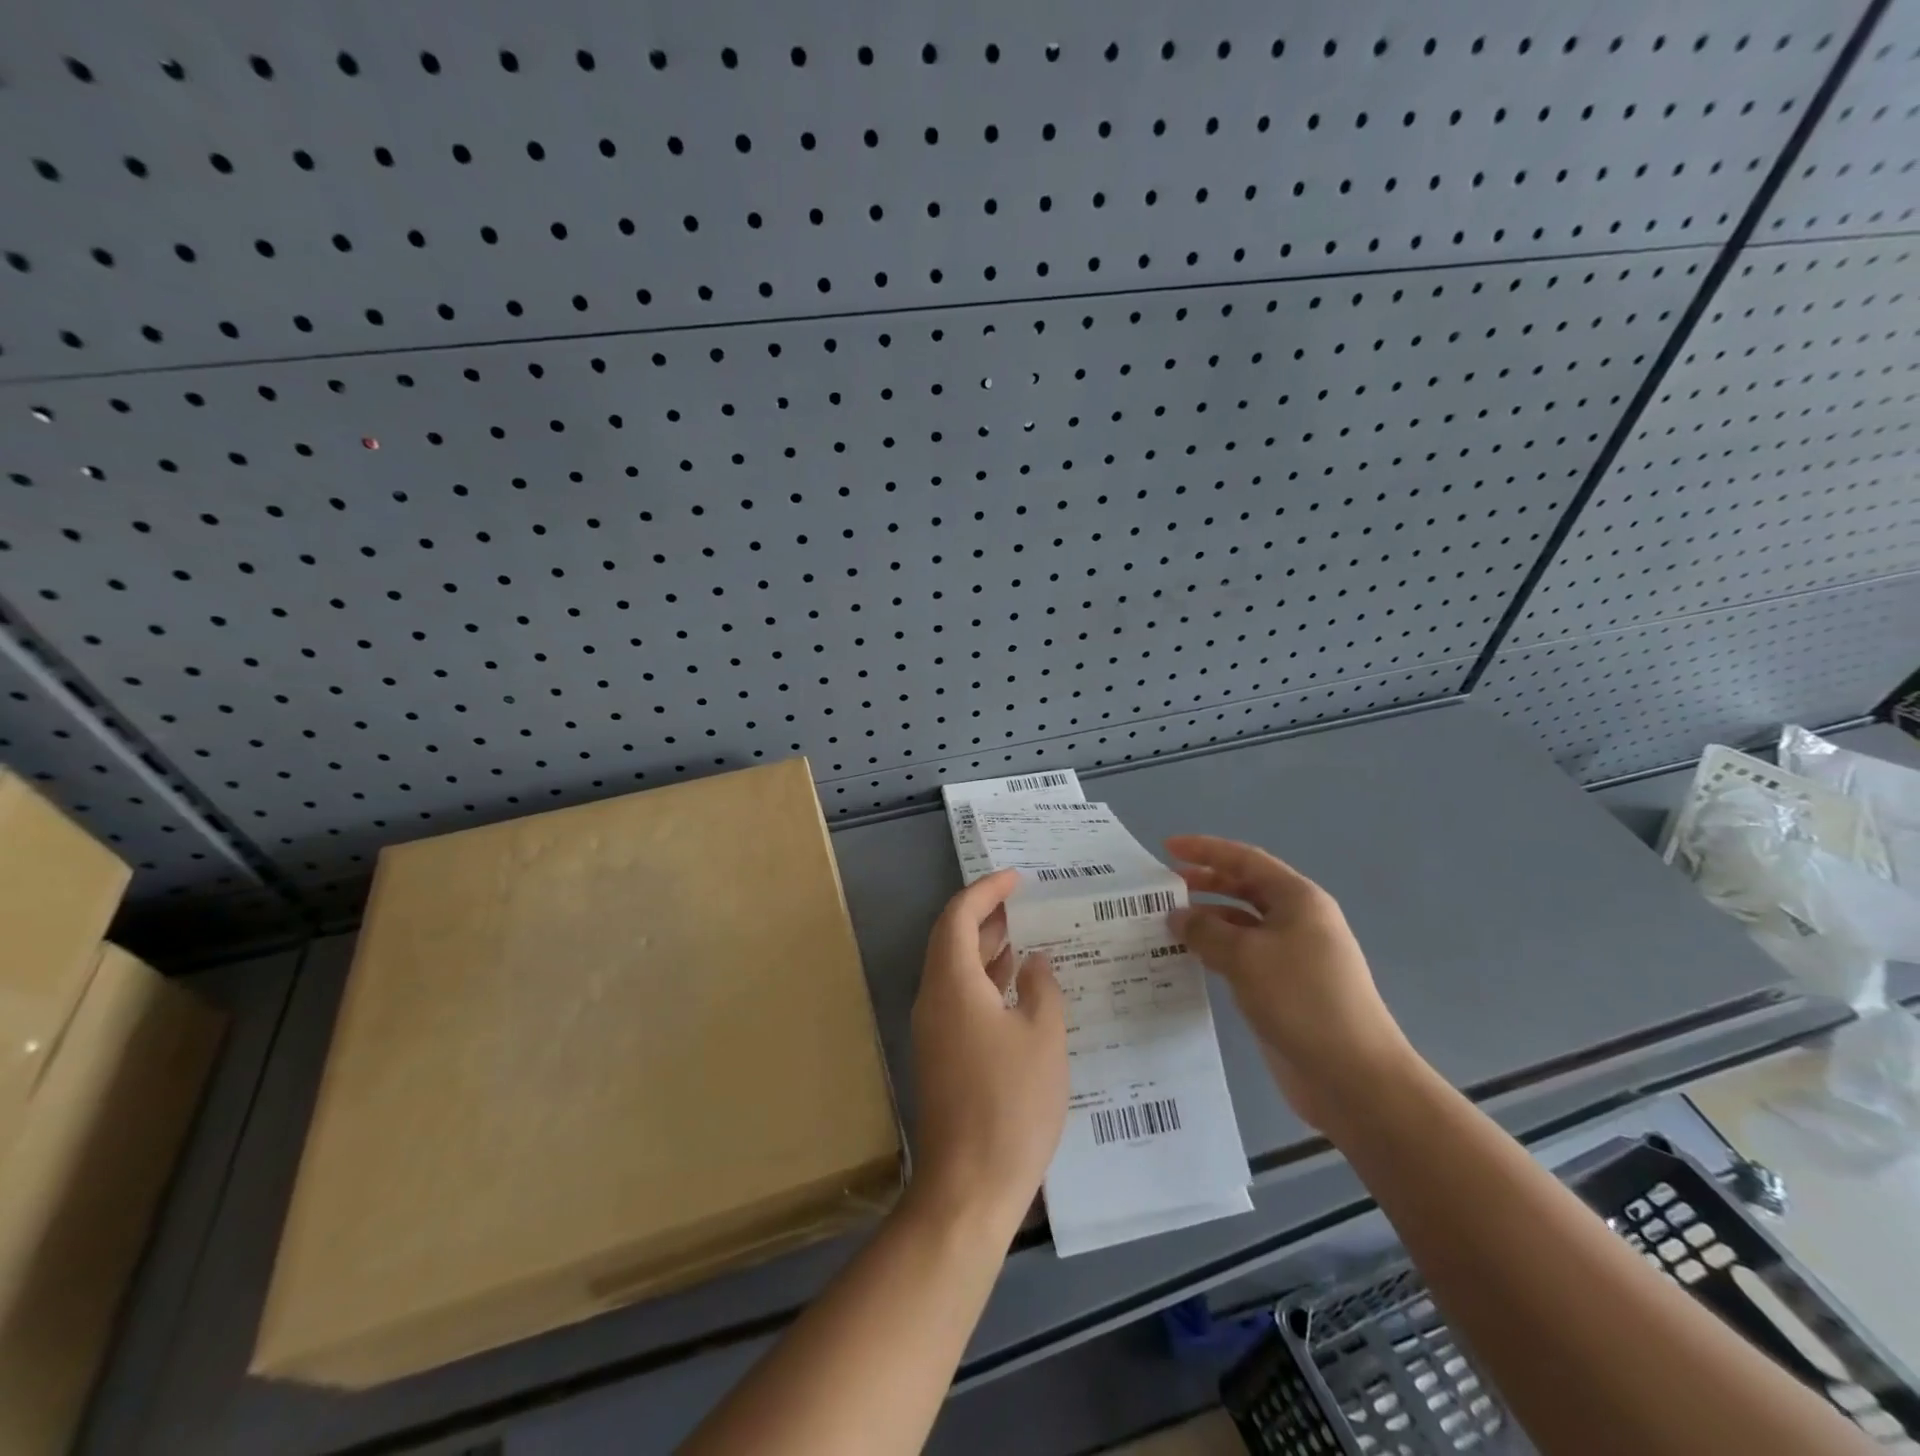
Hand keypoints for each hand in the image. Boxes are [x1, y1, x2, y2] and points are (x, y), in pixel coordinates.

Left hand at [909, 869, 1068, 1231]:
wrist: (968, 1186)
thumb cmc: (1011, 1104)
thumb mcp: (1043, 1038)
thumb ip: (1040, 988)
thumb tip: (1032, 961)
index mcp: (952, 984)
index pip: (958, 916)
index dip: (986, 891)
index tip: (1016, 878)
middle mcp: (934, 999)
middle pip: (950, 939)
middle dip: (984, 916)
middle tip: (1022, 903)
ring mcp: (934, 1030)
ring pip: (954, 970)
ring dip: (984, 948)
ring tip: (1023, 934)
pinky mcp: (941, 1055)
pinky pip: (959, 998)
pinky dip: (984, 981)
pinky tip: (1015, 988)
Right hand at [1166, 836, 1418, 1132]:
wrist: (1353, 1076)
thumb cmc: (1301, 999)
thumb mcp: (1245, 956)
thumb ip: (1205, 931)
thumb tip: (1177, 916)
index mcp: (1298, 899)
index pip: (1245, 860)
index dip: (1205, 850)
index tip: (1167, 847)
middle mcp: (1297, 921)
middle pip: (1245, 888)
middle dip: (1205, 883)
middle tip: (1164, 887)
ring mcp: (1292, 956)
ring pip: (1241, 925)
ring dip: (1207, 920)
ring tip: (1167, 925)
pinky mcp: (1284, 988)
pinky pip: (1243, 957)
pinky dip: (1216, 951)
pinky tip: (1189, 959)